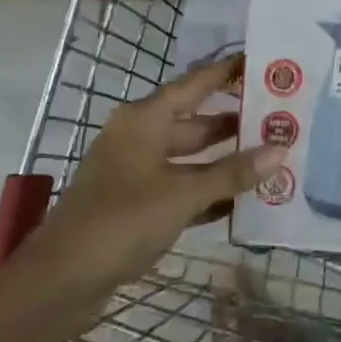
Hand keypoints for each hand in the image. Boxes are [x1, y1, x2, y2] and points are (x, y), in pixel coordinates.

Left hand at [22, 56, 283, 315]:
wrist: (60, 281)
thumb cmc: (122, 220)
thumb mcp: (182, 194)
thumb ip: (232, 172)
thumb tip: (280, 149)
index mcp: (145, 119)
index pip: (196, 84)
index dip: (228, 72)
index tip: (262, 60)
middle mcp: (140, 137)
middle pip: (195, 121)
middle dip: (235, 121)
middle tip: (279, 117)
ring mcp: (136, 171)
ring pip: (189, 156)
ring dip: (224, 159)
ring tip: (270, 156)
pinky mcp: (135, 204)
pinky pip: (180, 186)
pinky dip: (207, 190)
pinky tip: (242, 199)